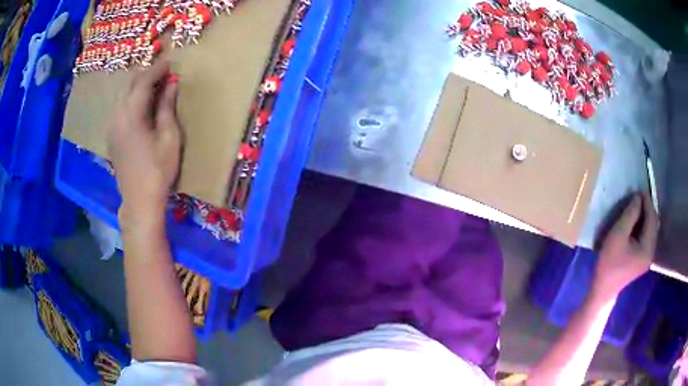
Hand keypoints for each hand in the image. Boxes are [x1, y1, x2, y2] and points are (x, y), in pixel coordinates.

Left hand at [108, 60, 181, 224]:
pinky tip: (142, 107)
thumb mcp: (169, 137)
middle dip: (147, 76)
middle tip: (164, 74)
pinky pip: (121, 109)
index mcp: (131, 115)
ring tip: (155, 88)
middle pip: (130, 86)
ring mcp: (112, 127)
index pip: (142, 82)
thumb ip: (167, 107)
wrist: (139, 200)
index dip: (157, 69)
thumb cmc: (158, 170)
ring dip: (139, 88)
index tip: (170, 63)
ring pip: (124, 97)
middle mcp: (117, 117)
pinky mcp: (112, 137)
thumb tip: (171, 84)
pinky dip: (132, 101)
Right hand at [593, 192, 658, 300]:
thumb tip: (637, 198)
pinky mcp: (643, 258)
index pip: (652, 218)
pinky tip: (635, 223)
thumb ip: (630, 215)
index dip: (647, 202)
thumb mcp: (617, 236)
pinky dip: (643, 226)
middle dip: (647, 208)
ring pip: (650, 229)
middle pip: (653, 223)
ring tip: (635, 207)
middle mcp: (651, 251)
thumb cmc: (609, 264)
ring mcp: (648, 256)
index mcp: (648, 247)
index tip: (639, 190)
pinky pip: (647, 236)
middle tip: (636, 198)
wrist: (603, 290)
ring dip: (645, 216)